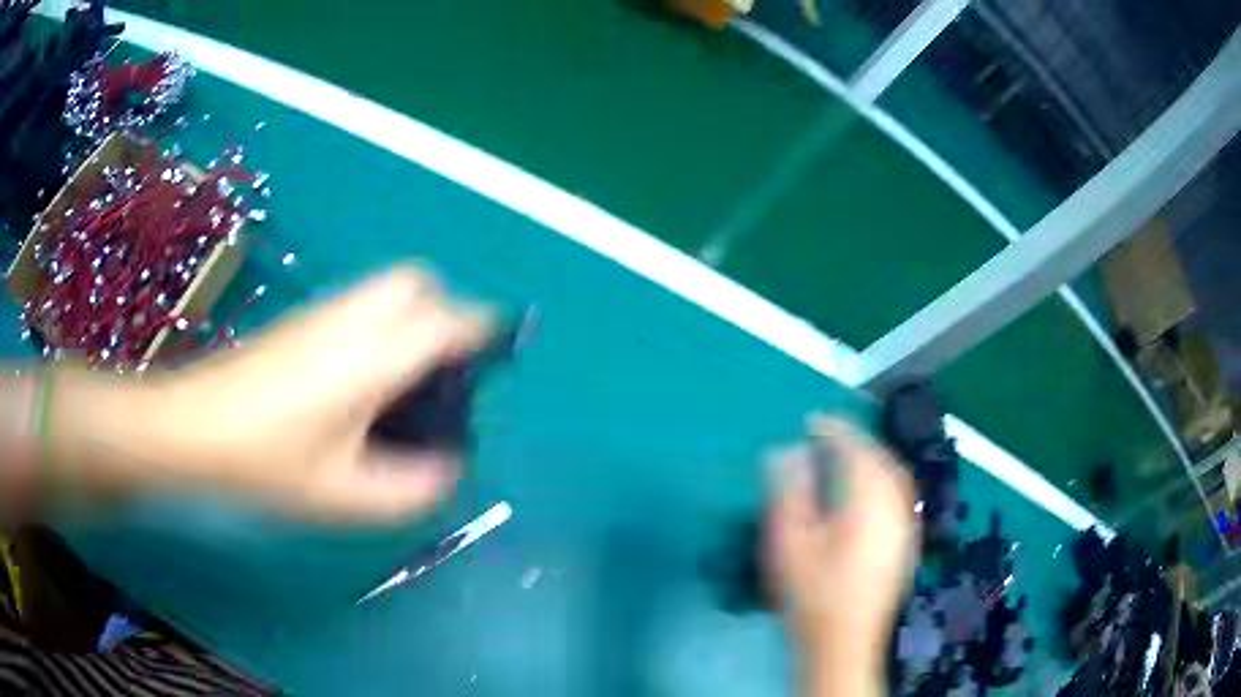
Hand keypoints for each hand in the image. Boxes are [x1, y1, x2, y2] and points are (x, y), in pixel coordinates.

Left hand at [47, 266, 493, 523]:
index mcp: (370, 357)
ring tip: (406, 380)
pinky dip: (382, 325)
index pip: (445, 321)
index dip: (483, 328)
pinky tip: (361, 381)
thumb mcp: (341, 494)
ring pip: (386, 289)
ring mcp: (320, 315)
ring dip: (412, 317)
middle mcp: (350, 320)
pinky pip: (359, 305)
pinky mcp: (299, 322)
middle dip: (444, 312)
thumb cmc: (264, 461)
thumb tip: (447, 473)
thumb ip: (406, 489)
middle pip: (415, 284)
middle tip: (442, 370)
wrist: (190, 428)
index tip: (503, 348)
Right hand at [766, 417, 917, 693]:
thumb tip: (785, 451)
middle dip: (856, 441)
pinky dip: (883, 479)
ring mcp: (904, 526)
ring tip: (846, 457)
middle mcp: (894, 507)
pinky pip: (900, 495)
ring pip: (895, 476)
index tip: (811, 421)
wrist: (842, 641)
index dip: (834, 430)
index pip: (855, 450)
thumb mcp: (789, 541)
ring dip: (872, 458)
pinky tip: (868, 491)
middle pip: (881, 459)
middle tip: (828, 435)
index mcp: (867, 502)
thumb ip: (789, 491)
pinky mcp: (905, 543)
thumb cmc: (811, 593)